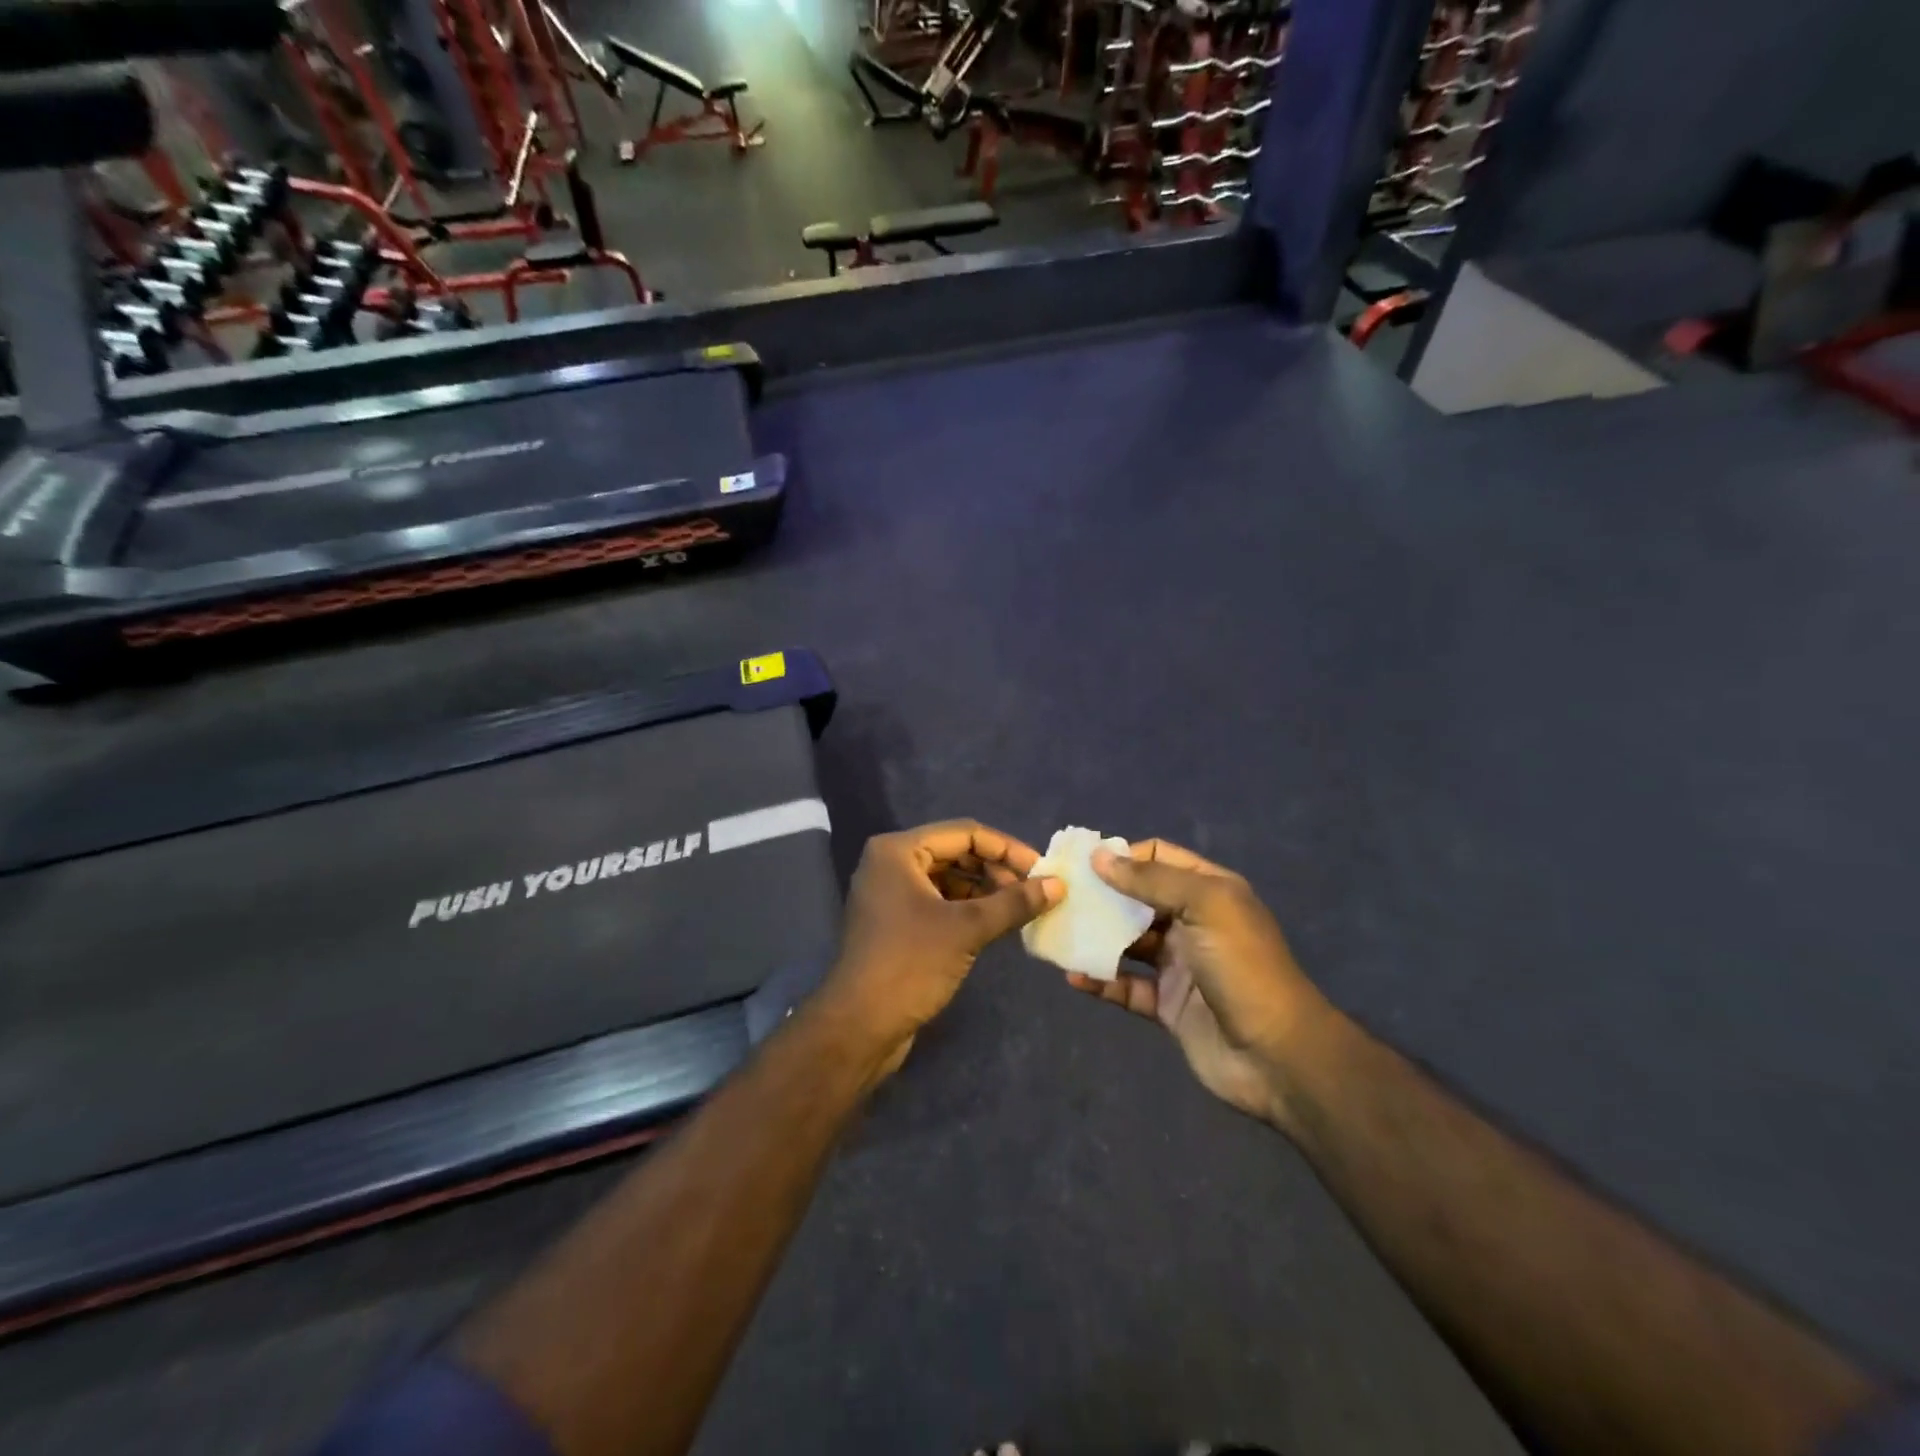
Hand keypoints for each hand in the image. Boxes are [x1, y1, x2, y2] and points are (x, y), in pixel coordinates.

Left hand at [820, 820, 1061, 1072]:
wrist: (859, 1026)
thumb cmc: (910, 965)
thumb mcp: (967, 929)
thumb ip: (1013, 903)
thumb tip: (1057, 885)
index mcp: (898, 851)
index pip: (964, 834)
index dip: (1006, 849)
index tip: (1042, 870)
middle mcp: (890, 863)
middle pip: (955, 853)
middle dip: (996, 869)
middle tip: (1033, 891)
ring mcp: (890, 893)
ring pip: (948, 878)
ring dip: (984, 889)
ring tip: (1020, 908)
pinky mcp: (895, 921)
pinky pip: (938, 900)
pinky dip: (967, 907)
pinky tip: (996, 923)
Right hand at [1070, 839, 1331, 1131]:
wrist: (1277, 1055)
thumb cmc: (1242, 966)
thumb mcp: (1204, 906)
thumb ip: (1151, 880)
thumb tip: (1100, 856)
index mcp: (1209, 891)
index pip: (1157, 858)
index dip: (1121, 857)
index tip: (1081, 865)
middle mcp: (1192, 922)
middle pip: (1137, 899)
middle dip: (1100, 896)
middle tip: (1059, 898)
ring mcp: (1179, 965)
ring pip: (1127, 943)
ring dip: (1095, 938)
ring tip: (1058, 934)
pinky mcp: (1167, 1004)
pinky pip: (1126, 986)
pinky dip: (1101, 981)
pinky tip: (1074, 976)